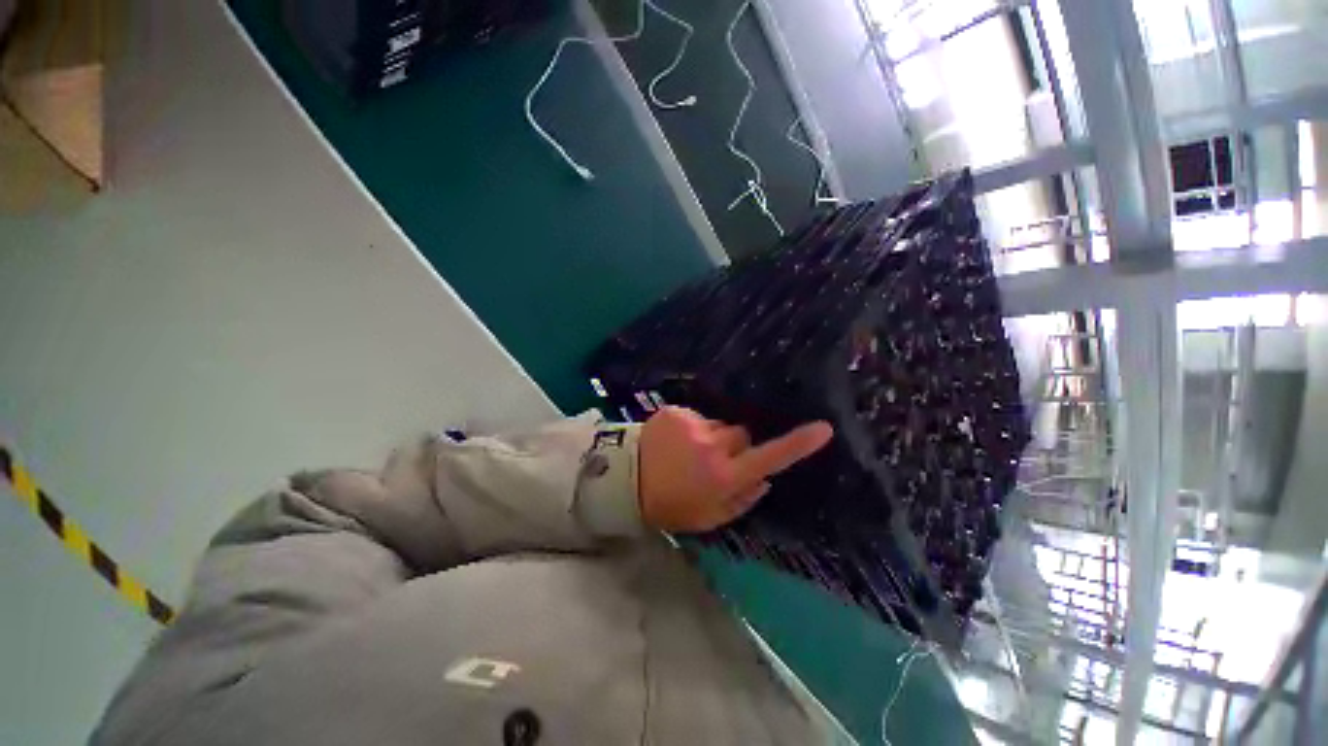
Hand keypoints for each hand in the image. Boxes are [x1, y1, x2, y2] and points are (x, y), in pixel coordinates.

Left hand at [637, 406, 833, 532]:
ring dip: (711, 437)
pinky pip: (696, 418)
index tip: (823, 428)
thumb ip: (742, 500)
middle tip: (713, 462)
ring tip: (688, 453)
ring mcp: (692, 425)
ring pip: (718, 425)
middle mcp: (712, 446)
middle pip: (742, 434)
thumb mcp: (708, 517)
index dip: (797, 444)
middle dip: (735, 446)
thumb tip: (763, 479)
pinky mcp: (676, 412)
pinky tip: (673, 442)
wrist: (624, 482)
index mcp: (724, 476)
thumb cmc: (670, 506)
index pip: (769, 457)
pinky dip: (691, 429)